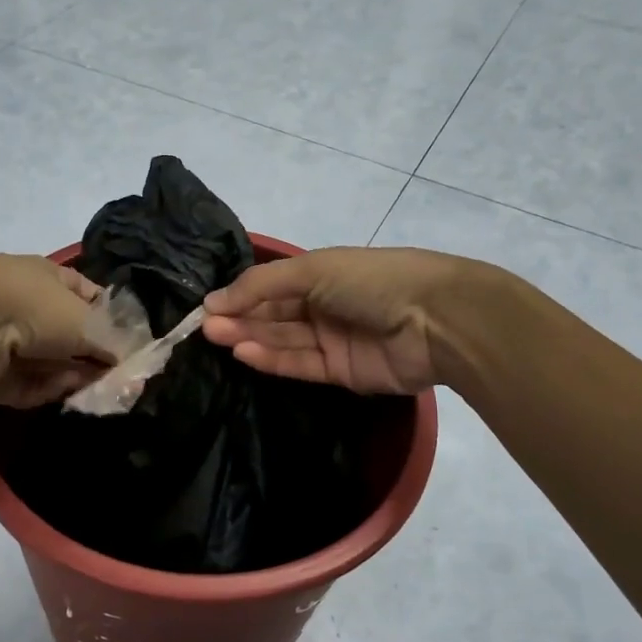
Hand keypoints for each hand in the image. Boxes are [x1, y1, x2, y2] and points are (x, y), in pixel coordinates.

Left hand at [0, 255, 120, 407]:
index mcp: (46, 277)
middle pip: (68, 335)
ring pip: (47, 363)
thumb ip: (113, 341)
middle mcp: (24, 304)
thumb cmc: (33, 307)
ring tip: (93, 388)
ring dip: (71, 376)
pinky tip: (59, 391)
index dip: (111, 318)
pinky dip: (43, 389)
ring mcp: (2, 338)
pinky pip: (24, 384)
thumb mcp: (88, 321)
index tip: (130, 343)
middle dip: (92, 356)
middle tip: (118, 378)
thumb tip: (130, 358)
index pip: (87, 295)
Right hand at [202, 247, 466, 393]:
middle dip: (240, 319)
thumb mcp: (313, 269)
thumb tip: (213, 301)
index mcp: (322, 273)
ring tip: (216, 337)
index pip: (271, 286)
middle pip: (274, 315)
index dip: (240, 295)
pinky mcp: (341, 372)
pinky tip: (244, 353)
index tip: (207, 307)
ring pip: (283, 340)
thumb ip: (261, 286)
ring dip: (250, 338)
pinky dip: (272, 360)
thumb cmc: (372, 281)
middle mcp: (324, 305)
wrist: (437, 321)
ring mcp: (333, 340)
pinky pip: (300, 365)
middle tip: (204, 327)